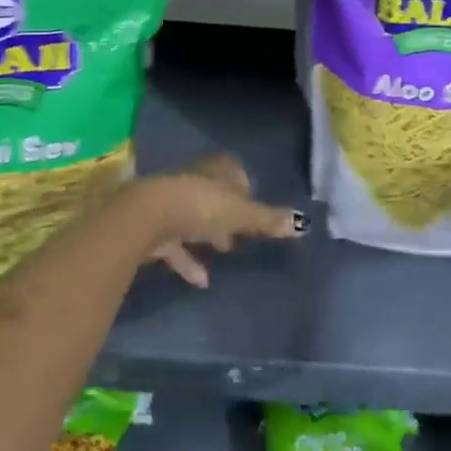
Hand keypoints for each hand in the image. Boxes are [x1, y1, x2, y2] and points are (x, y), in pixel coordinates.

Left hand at [131, 153, 305, 287]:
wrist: (146, 216)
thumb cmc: (200, 206)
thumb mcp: (240, 214)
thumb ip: (268, 220)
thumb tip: (303, 224)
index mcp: (218, 170)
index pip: (238, 175)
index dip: (247, 193)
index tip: (256, 213)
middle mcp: (195, 180)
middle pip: (216, 195)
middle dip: (228, 214)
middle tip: (242, 235)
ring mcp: (172, 203)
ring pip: (196, 218)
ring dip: (209, 235)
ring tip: (225, 253)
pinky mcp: (155, 227)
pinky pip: (177, 244)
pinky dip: (189, 260)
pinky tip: (202, 280)